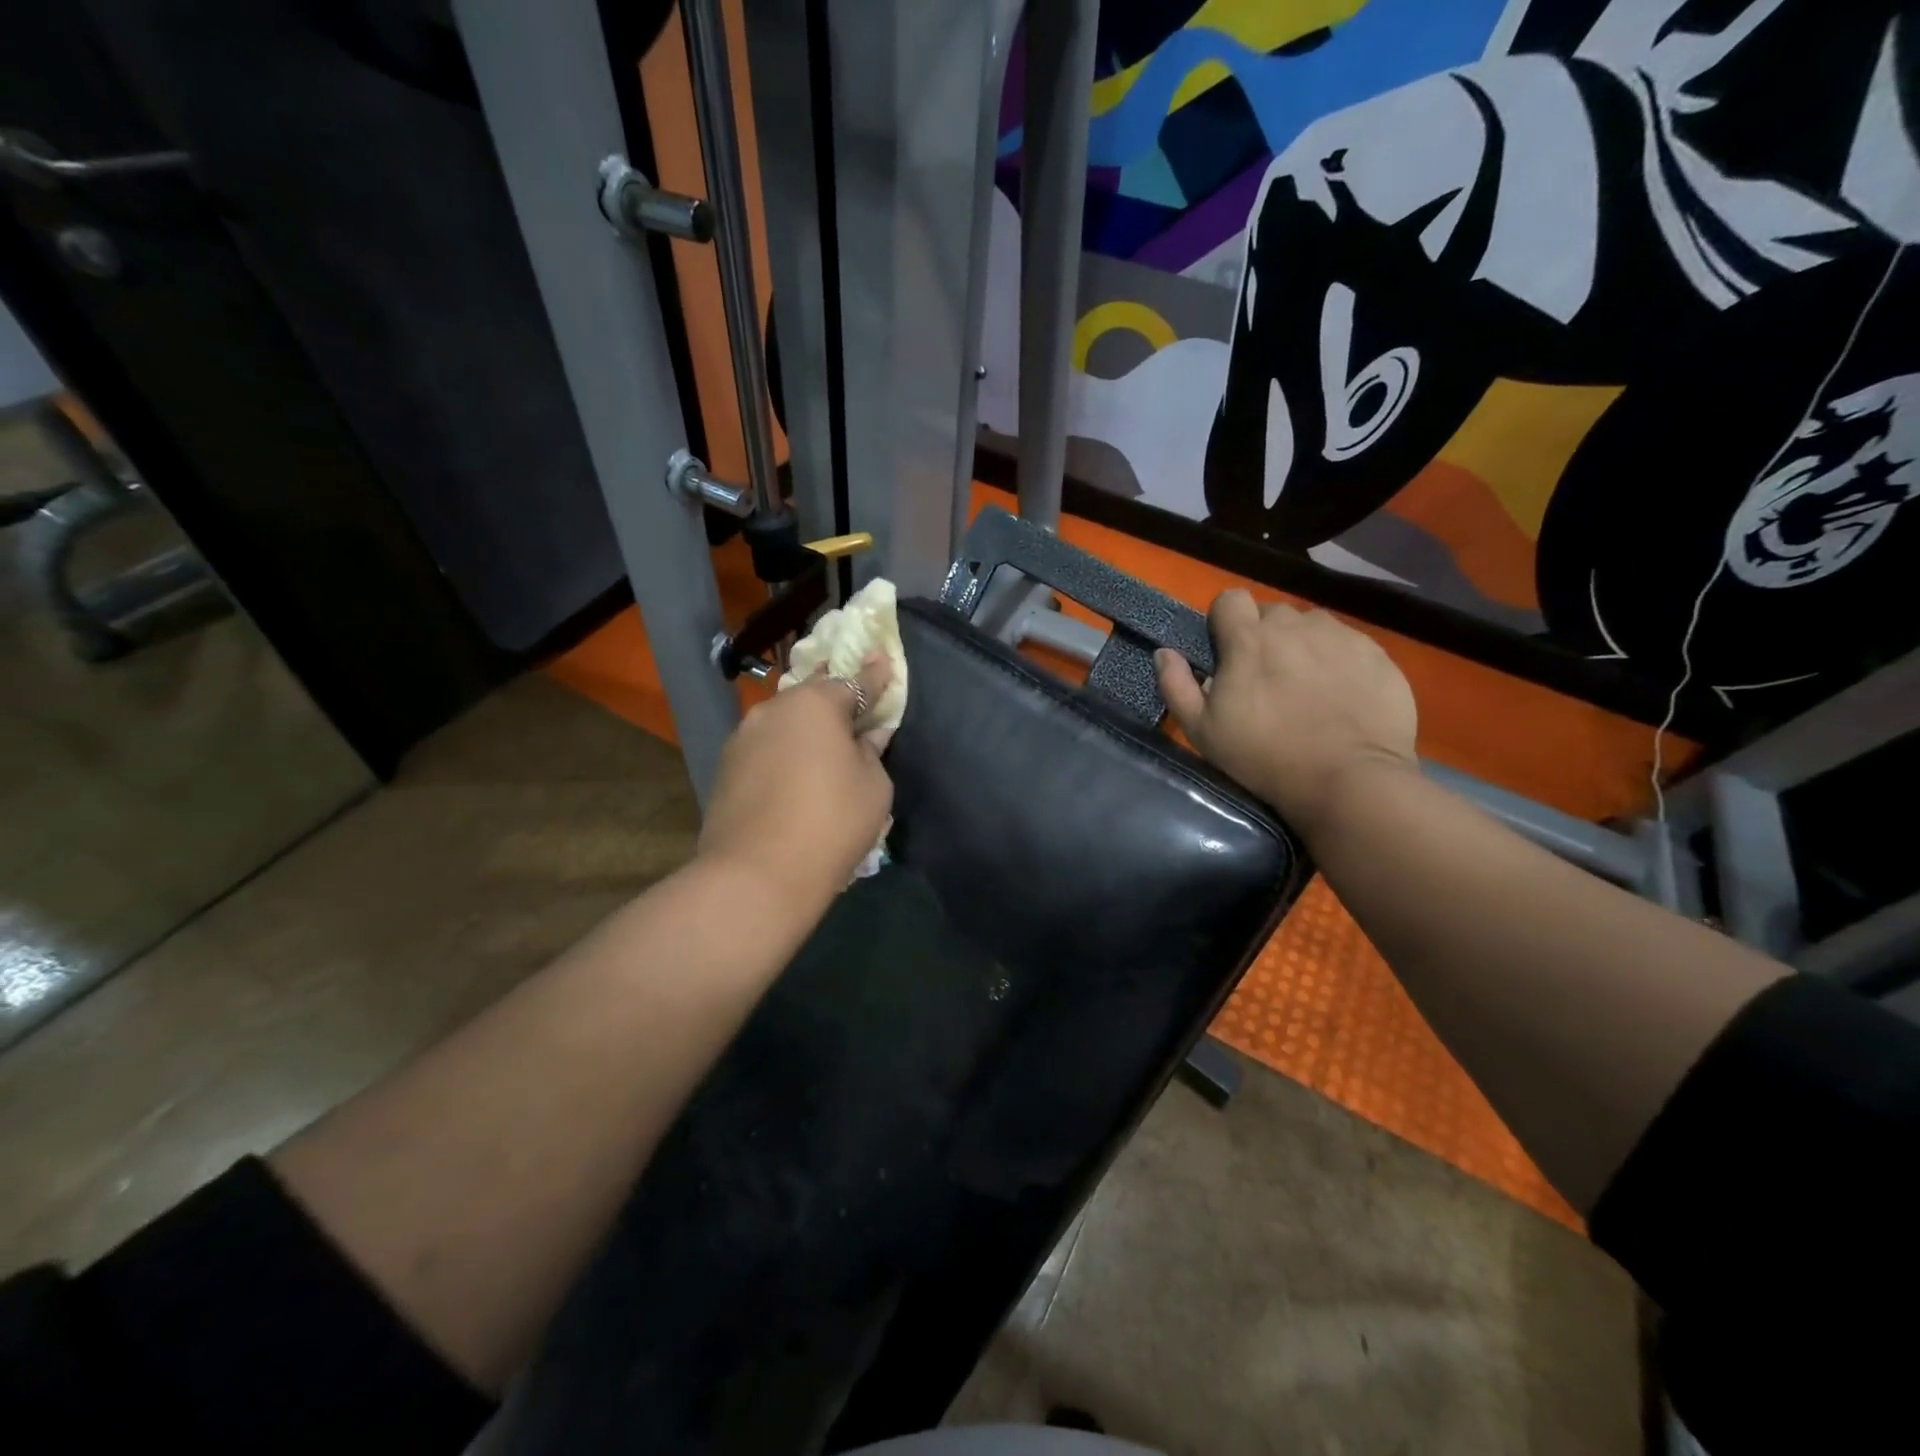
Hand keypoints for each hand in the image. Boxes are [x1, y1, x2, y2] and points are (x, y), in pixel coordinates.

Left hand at [697, 656, 894, 908]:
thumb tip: (864, 737)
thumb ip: (870, 751)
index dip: (874, 676)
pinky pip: (765, 749)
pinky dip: (783, 754)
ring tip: (821, 752)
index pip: (854, 682)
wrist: (756, 875)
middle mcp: (774, 709)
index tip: (884, 660)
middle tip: (852, 713)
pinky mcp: (725, 768)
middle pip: (812, 697)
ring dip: (804, 731)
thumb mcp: (873, 787)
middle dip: (834, 702)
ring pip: (784, 723)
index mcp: (815, 704)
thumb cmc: (831, 822)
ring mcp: (742, 738)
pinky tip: (793, 778)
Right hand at [1155, 590, 1416, 836]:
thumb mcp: (1203, 732)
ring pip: (1312, 627)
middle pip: (1272, 614)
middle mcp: (1296, 626)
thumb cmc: (1264, 757)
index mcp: (1249, 639)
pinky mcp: (1378, 655)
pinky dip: (1339, 662)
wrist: (1349, 781)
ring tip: (1306, 687)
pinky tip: (1340, 697)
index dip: (1224, 621)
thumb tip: (1164, 653)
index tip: (1226, 652)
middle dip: (1264, 637)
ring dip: (1302, 646)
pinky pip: (1349, 645)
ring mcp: (1342, 637)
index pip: (1230, 599)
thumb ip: (1176, 686)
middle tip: (1265, 678)